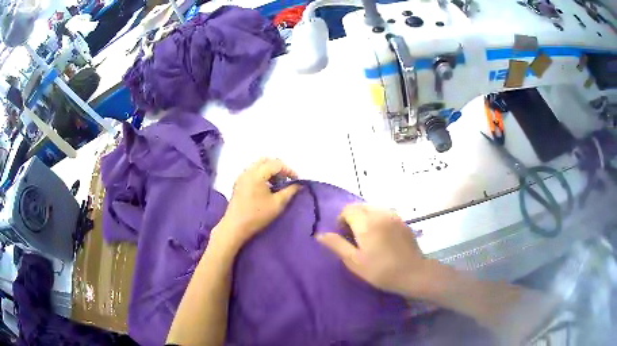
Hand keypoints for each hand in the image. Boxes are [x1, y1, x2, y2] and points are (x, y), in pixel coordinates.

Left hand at [215, 158, 300, 249]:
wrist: (235, 226)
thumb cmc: (257, 215)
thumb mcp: (278, 204)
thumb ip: (290, 191)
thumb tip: (298, 184)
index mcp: (257, 174)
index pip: (277, 164)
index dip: (289, 170)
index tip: (296, 181)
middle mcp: (248, 171)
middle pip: (266, 160)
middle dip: (279, 168)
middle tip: (286, 180)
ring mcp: (242, 176)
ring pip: (259, 165)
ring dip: (270, 171)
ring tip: (277, 185)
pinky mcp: (238, 182)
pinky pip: (253, 171)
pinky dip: (262, 174)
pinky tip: (266, 188)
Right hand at [317, 204, 440, 298]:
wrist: (413, 273)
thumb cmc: (380, 270)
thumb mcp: (354, 261)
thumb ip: (336, 245)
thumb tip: (319, 234)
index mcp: (366, 222)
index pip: (347, 210)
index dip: (341, 221)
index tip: (344, 237)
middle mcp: (379, 213)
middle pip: (360, 206)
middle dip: (352, 217)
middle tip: (354, 238)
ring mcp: (393, 216)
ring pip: (372, 208)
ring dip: (365, 217)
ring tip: (367, 237)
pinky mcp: (402, 221)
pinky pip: (384, 213)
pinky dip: (377, 219)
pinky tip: (381, 236)